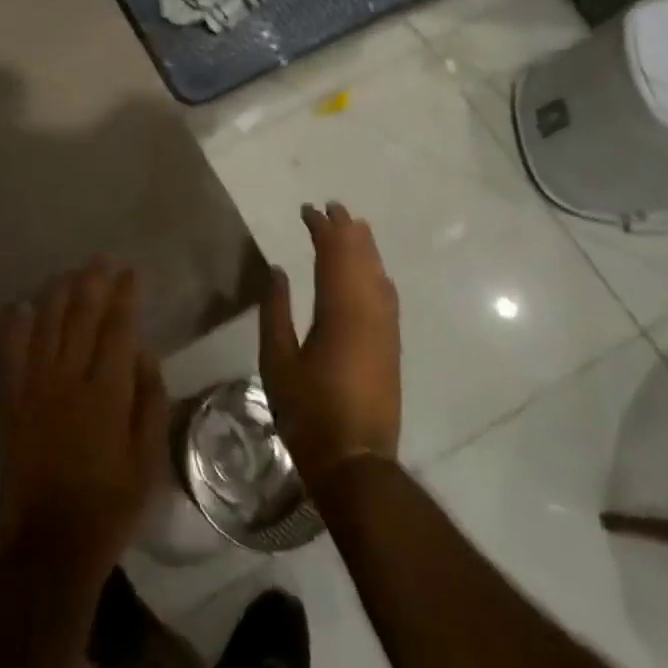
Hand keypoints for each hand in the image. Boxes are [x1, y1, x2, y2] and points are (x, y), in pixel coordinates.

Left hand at [0, 260, 167, 588]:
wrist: (50, 544)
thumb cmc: (111, 503)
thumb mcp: (149, 457)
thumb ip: (149, 398)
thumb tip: (142, 351)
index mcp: (108, 392)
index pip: (119, 328)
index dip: (126, 295)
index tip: (132, 273)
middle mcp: (69, 379)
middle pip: (81, 316)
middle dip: (94, 282)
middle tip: (102, 260)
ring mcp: (34, 388)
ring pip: (45, 325)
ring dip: (58, 294)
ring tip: (70, 273)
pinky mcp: (9, 403)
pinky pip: (9, 355)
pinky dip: (14, 327)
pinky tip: (21, 307)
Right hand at [259, 202, 401, 488]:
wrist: (356, 460)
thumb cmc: (308, 411)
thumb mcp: (277, 361)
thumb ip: (276, 310)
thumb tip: (278, 271)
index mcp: (338, 311)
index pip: (333, 255)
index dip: (322, 229)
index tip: (308, 210)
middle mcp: (368, 311)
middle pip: (361, 258)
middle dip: (346, 229)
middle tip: (332, 207)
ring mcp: (385, 328)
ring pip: (378, 273)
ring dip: (365, 246)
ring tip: (352, 226)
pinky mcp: (391, 345)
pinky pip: (387, 294)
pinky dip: (376, 272)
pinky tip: (371, 270)